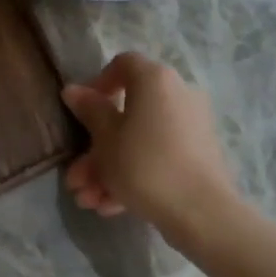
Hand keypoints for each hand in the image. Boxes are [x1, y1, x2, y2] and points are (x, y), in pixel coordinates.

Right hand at [62, 53, 237, 237]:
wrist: (201, 212)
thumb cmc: (144, 165)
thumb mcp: (106, 139)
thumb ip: (90, 111)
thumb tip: (74, 90)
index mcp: (155, 80)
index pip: (122, 64)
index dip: (97, 84)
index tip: (81, 112)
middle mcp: (177, 95)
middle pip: (127, 112)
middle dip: (96, 148)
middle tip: (76, 177)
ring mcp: (190, 127)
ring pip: (139, 140)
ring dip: (109, 168)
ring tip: (88, 200)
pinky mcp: (197, 155)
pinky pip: (158, 156)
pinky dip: (134, 175)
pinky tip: (110, 206)